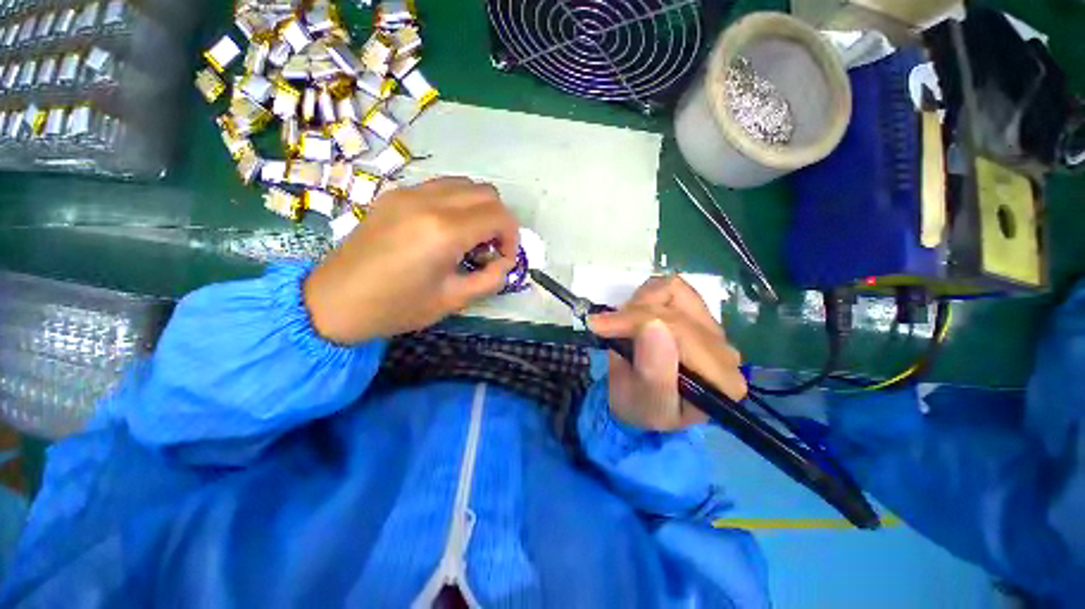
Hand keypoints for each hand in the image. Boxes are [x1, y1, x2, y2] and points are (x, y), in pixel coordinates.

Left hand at [304, 177, 519, 343]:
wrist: (333, 302)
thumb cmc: (396, 307)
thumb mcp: (453, 301)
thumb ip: (490, 279)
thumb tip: (505, 263)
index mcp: (444, 231)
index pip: (499, 216)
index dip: (512, 237)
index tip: (504, 259)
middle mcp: (428, 201)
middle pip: (486, 193)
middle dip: (498, 221)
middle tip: (489, 249)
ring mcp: (408, 193)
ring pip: (464, 184)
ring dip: (478, 209)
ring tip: (469, 239)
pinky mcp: (394, 195)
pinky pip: (439, 188)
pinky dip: (456, 204)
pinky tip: (444, 231)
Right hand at [588, 276, 746, 430]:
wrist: (642, 403)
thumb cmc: (641, 408)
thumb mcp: (644, 405)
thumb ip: (653, 372)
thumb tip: (652, 325)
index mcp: (720, 380)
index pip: (681, 332)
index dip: (636, 322)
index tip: (600, 327)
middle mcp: (725, 350)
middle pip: (676, 310)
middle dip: (632, 314)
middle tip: (602, 326)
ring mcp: (712, 328)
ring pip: (674, 291)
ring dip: (640, 304)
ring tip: (623, 325)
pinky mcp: (697, 313)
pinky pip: (672, 288)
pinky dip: (647, 296)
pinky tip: (636, 316)